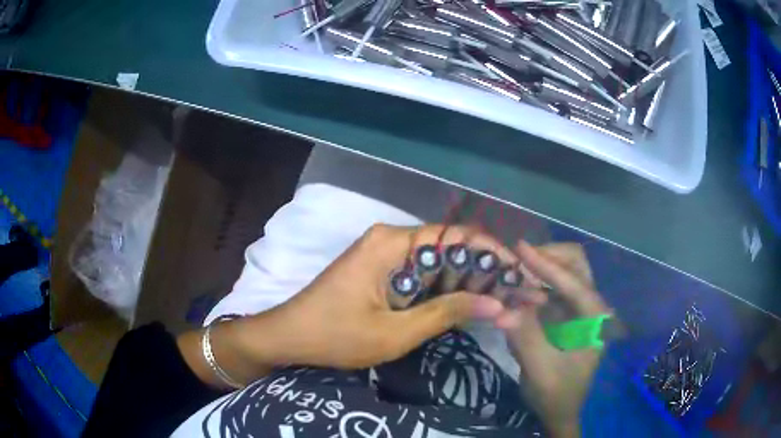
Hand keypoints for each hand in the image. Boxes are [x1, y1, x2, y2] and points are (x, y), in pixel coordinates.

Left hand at [181, 224, 507, 387]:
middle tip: (515, 294)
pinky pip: (421, 271)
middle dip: (485, 270)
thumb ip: (447, 313)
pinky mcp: (380, 268)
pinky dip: (445, 287)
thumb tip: (498, 305)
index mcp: (393, 243)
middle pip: (450, 246)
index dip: (493, 253)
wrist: (288, 336)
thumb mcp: (395, 332)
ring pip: (438, 260)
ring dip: (468, 280)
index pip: (457, 236)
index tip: (518, 275)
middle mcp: (391, 238)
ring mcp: (384, 252)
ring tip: (500, 301)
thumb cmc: (336, 336)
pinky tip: (466, 303)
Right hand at [496, 242, 607, 437]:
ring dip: (539, 268)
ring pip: (563, 271)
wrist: (559, 410)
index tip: (520, 248)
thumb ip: (525, 339)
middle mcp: (591, 306)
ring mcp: (578, 308)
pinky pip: (549, 287)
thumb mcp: (541, 371)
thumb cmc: (556, 393)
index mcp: (594, 318)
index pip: (573, 283)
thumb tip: (501, 310)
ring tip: (512, 275)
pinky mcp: (564, 313)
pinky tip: (515, 290)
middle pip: (576, 264)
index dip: (547, 265)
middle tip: (517, 261)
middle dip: (547, 257)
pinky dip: (533, 283)